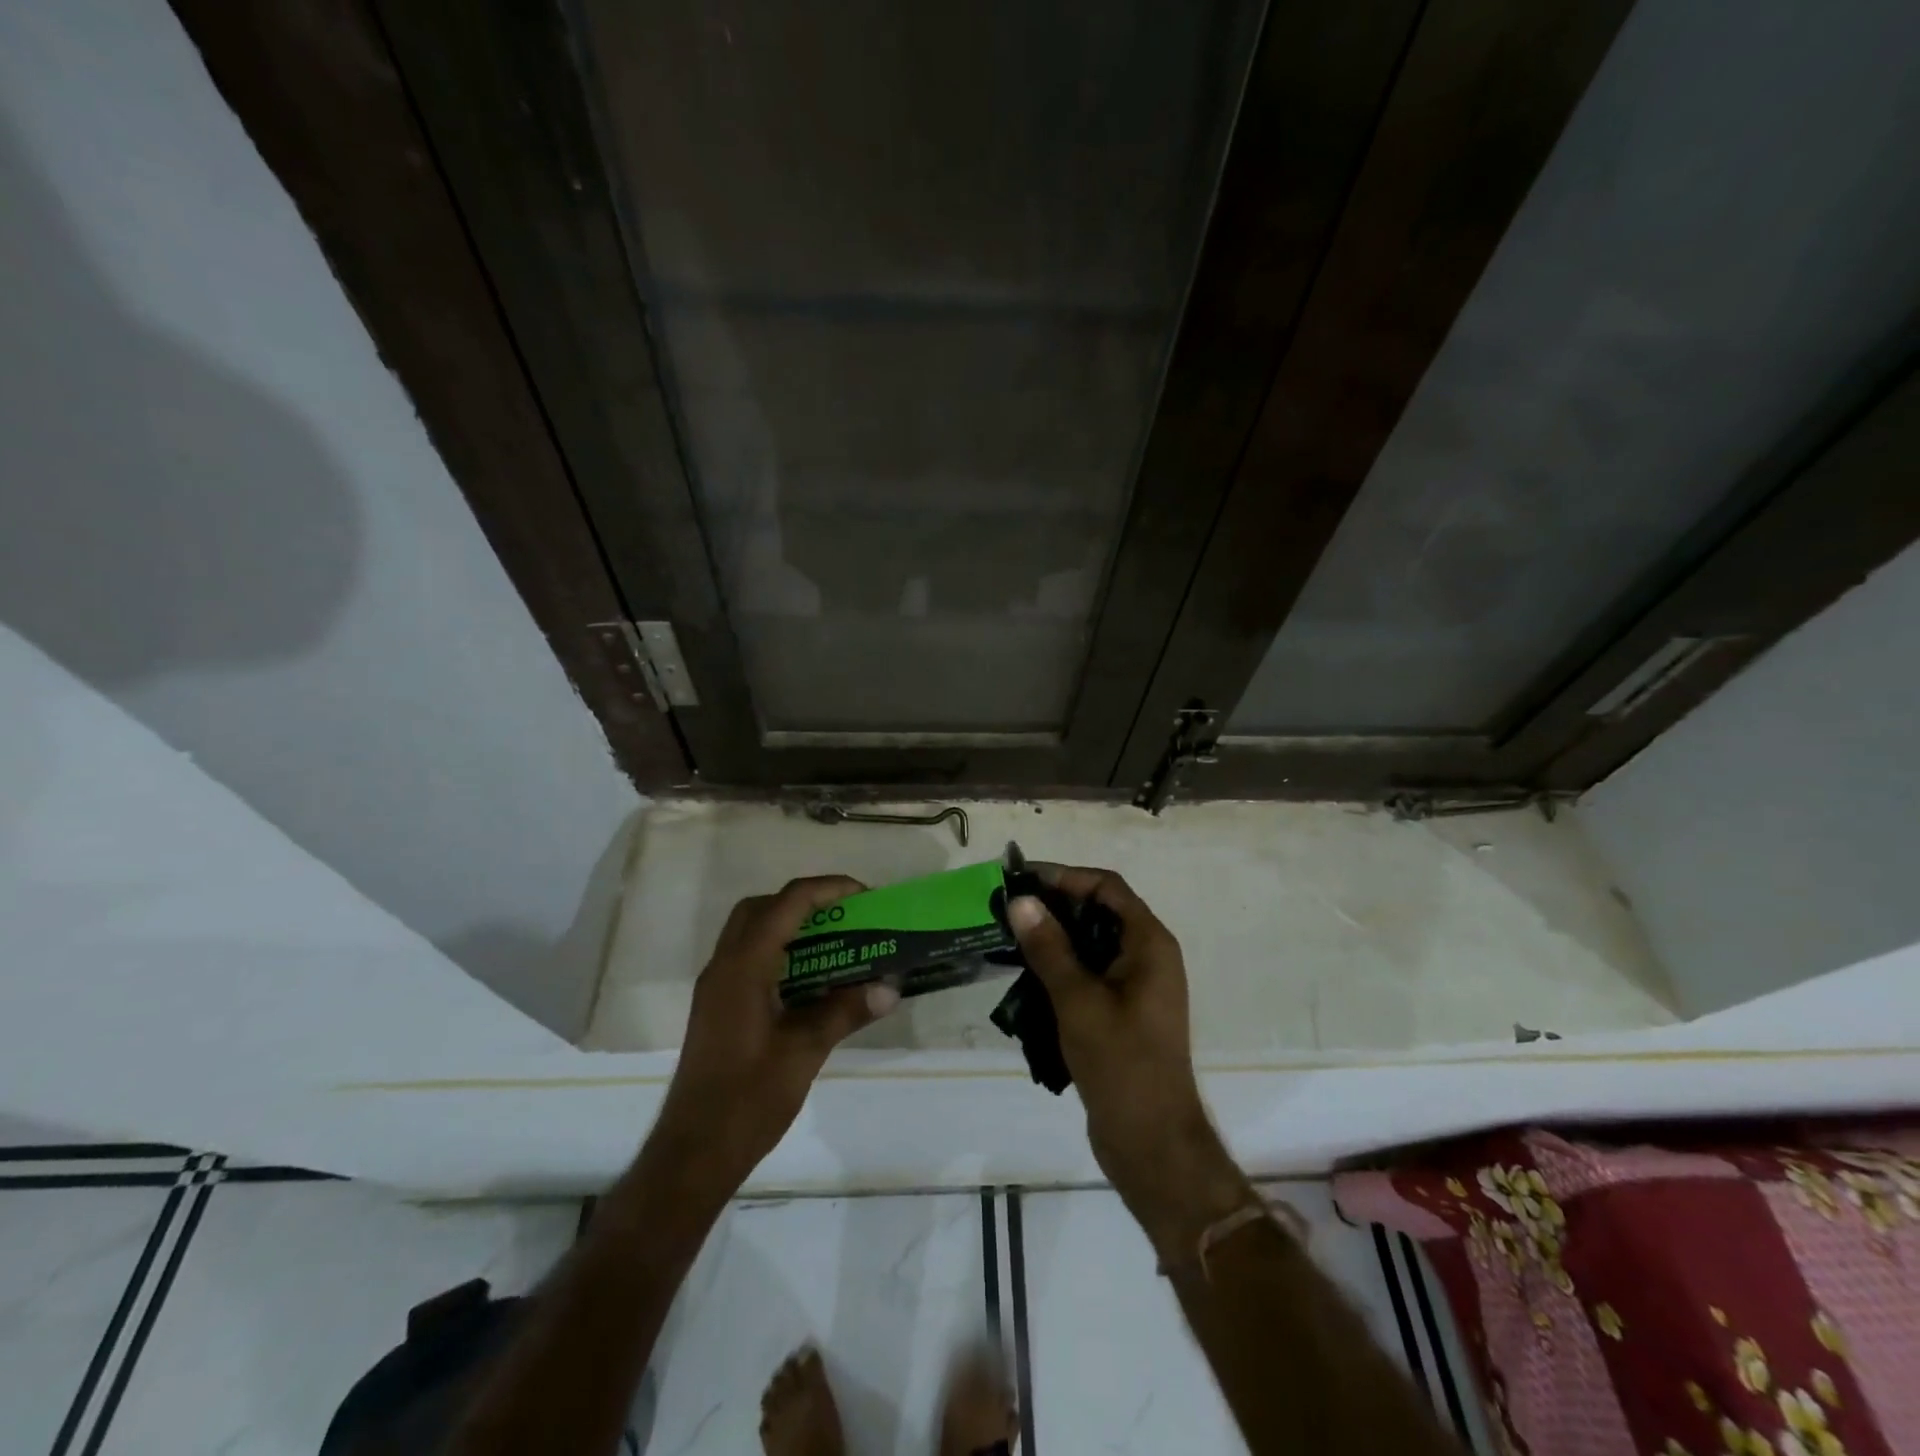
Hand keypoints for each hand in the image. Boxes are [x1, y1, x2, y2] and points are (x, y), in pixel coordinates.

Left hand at [650, 877, 898, 1189]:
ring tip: (835, 941)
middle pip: (763, 907)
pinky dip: (780, 951)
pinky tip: (810, 979)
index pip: (787, 903)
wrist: (692, 1154)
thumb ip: (845, 1012)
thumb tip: (890, 987)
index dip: (828, 890)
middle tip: (846, 916)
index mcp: (743, 968)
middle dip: (806, 901)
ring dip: (791, 924)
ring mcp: (716, 987)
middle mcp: (724, 966)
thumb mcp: (804, 1053)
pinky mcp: (718, 1006)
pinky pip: (749, 957)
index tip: (866, 897)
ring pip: (751, 930)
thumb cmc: (746, 1101)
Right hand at [1007, 867, 1251, 1257]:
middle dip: (1054, 906)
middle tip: (1008, 909)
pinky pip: (1090, 974)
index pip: (1107, 887)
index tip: (1022, 881)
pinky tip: (1026, 978)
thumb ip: (1049, 947)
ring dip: (1054, 939)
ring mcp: (1137, 987)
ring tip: (1009, 939)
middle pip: (1099, 912)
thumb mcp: (1078, 1000)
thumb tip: (1020, 900)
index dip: (1065, 876)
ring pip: (1092, 945)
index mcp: (1149, 944)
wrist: (1152, 1143)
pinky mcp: (1123, 1013)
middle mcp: (1148, 957)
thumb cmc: (1121, 1064)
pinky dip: (1061, 969)